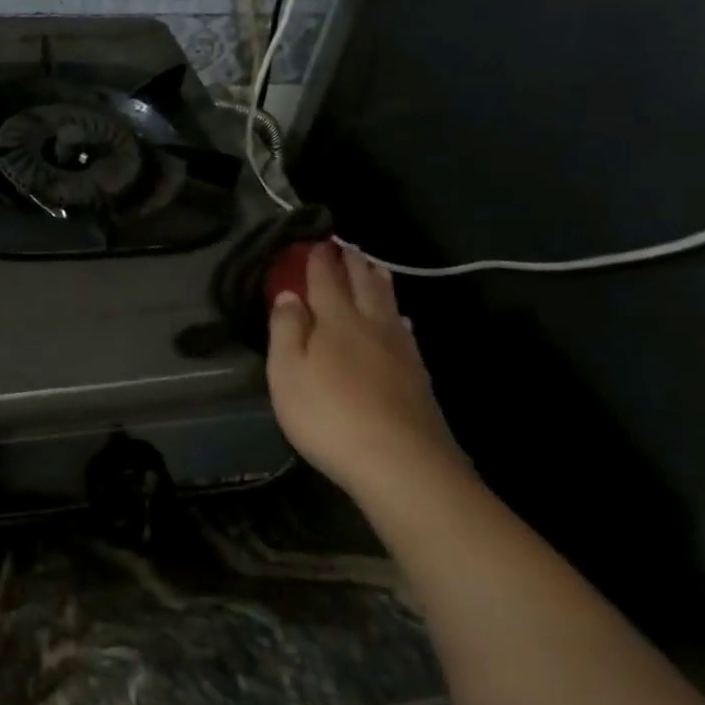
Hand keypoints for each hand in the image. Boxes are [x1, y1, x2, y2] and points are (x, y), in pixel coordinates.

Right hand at [266, 242, 459, 499]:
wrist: (400, 462)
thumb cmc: (328, 415)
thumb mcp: (287, 373)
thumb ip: (286, 329)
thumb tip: (288, 294)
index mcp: (335, 320)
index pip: (325, 279)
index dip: (318, 259)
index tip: (315, 241)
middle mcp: (369, 324)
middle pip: (361, 283)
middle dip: (351, 262)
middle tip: (344, 246)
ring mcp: (399, 348)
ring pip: (387, 302)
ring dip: (377, 280)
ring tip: (372, 265)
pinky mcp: (417, 374)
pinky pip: (404, 330)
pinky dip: (397, 315)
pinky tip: (399, 320)